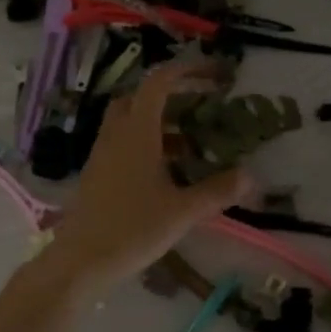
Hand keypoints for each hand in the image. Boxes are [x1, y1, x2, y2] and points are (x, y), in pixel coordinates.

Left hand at [43, 63, 250, 296]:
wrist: (80, 260)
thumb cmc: (132, 230)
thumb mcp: (182, 212)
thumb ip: (217, 191)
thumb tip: (250, 175)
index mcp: (137, 133)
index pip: (159, 83)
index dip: (186, 71)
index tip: (212, 74)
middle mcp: (116, 135)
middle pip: (139, 97)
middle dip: (170, 95)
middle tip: (199, 108)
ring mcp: (102, 154)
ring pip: (129, 122)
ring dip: (158, 122)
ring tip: (189, 144)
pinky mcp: (96, 174)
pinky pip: (122, 144)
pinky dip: (145, 144)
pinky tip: (165, 172)